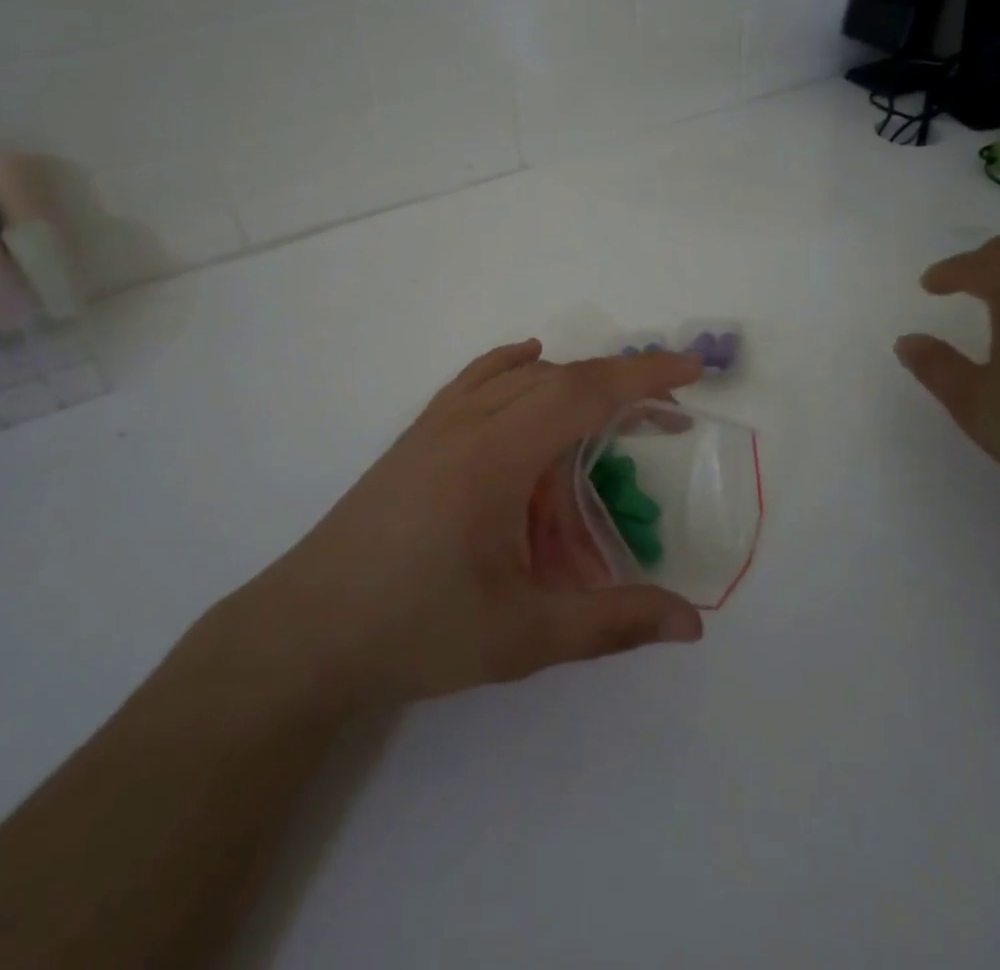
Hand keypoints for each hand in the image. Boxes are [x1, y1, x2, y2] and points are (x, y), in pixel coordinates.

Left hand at [238, 341, 705, 709]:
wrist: (306, 631)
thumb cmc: (416, 630)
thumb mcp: (523, 635)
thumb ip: (611, 622)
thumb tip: (692, 624)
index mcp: (496, 457)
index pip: (583, 394)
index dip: (642, 377)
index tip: (692, 369)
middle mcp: (467, 423)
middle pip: (557, 379)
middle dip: (618, 389)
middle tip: (665, 421)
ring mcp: (436, 425)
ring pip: (517, 378)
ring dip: (571, 388)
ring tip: (604, 430)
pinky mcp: (416, 436)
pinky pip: (474, 380)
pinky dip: (511, 366)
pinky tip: (526, 364)